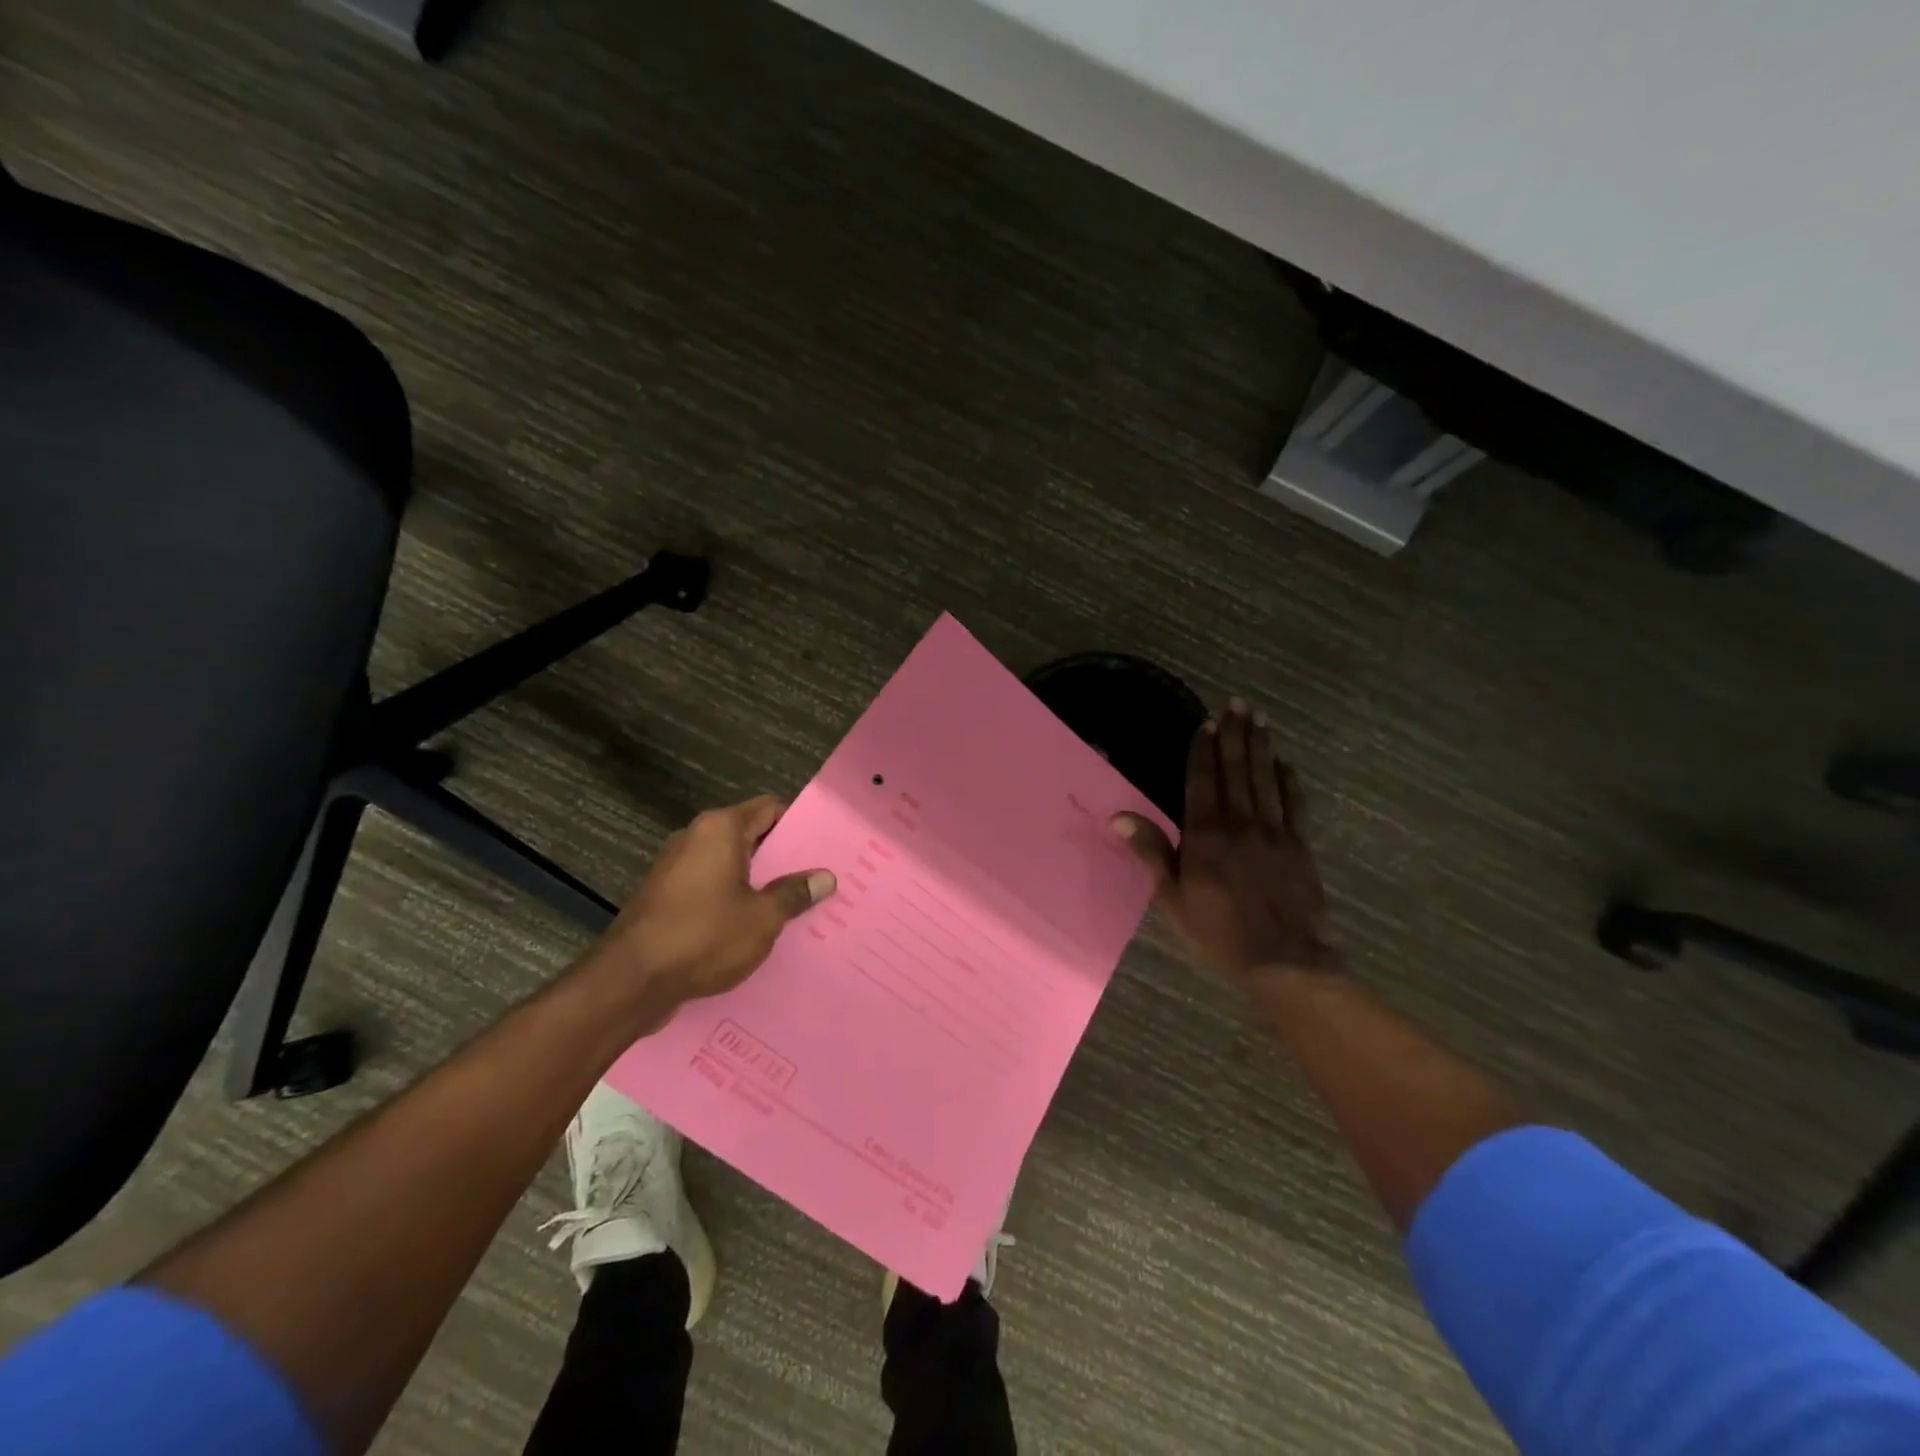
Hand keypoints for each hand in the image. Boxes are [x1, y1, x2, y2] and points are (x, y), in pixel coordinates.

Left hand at [592, 795, 834, 1008]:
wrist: (631, 981)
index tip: (821, 847)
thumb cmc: (704, 936)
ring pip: (728, 864)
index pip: (769, 808)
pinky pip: (708, 886)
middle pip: (748, 835)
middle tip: (813, 879)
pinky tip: (751, 925)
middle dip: (780, 857)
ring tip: (789, 904)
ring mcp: (674, 867)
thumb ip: (794, 893)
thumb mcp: (762, 918)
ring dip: (755, 881)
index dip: (797, 824)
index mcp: (720, 829)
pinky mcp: (662, 896)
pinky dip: (730, 898)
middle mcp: (694, 837)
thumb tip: (826, 877)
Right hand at [1112, 700, 1338, 988]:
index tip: (1207, 723)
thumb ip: (1151, 852)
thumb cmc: (1217, 931)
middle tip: (1237, 704)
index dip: (1203, 750)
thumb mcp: (1172, 898)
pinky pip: (1294, 805)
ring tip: (1258, 719)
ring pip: (1265, 779)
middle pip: (1236, 770)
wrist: (1282, 960)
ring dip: (1261, 746)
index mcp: (1205, 834)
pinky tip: (1285, 762)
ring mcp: (1273, 832)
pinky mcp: (1299, 845)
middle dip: (1235, 735)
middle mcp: (1239, 823)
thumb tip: (1119, 816)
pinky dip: (1289, 780)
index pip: (1202, 780)